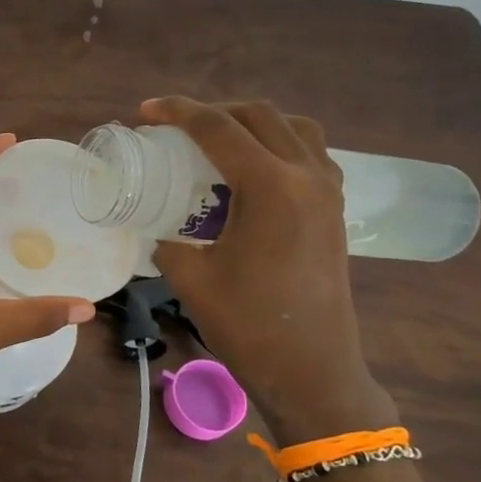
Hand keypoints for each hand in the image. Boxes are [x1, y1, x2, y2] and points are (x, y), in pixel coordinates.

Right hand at [141, 98, 397, 443]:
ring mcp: (329, 192)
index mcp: (271, 187)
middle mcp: (307, 176)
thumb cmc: (248, 324)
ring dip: (253, 123)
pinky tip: (254, 172)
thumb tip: (161, 228)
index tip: (145, 112)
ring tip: (218, 141)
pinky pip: (311, 155)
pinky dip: (279, 146)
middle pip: (260, 116)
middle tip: (176, 127)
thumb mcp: (190, 277)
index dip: (177, 112)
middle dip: (213, 111)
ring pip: (295, 128)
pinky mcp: (335, 211)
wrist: (311, 369)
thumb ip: (168, 240)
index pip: (219, 128)